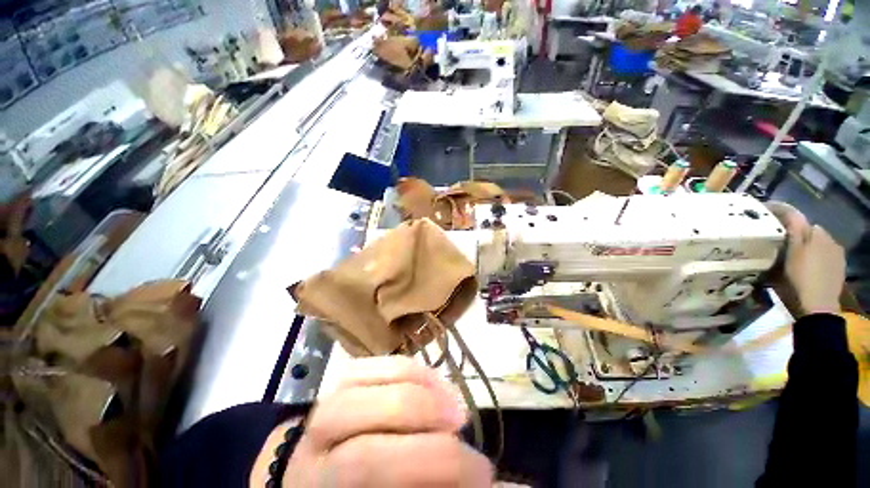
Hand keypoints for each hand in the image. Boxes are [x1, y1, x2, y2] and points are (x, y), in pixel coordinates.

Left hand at [284, 357, 491, 486]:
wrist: (319, 475)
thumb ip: (435, 482)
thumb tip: (496, 480)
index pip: (370, 469)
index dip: (438, 465)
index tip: (483, 472)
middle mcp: (309, 455)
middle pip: (364, 435)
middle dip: (425, 424)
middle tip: (464, 424)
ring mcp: (319, 411)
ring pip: (360, 388)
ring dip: (416, 386)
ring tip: (451, 399)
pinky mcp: (336, 384)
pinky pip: (367, 364)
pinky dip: (404, 368)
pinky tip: (429, 380)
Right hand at [768, 202, 844, 315]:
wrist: (818, 307)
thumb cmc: (799, 279)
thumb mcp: (789, 254)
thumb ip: (792, 231)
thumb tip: (787, 213)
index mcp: (815, 232)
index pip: (796, 216)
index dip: (781, 213)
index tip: (766, 213)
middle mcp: (828, 238)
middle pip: (807, 229)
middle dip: (794, 232)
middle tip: (778, 239)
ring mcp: (836, 253)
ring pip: (816, 241)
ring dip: (805, 244)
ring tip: (791, 254)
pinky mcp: (838, 267)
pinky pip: (824, 254)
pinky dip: (814, 256)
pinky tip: (806, 266)